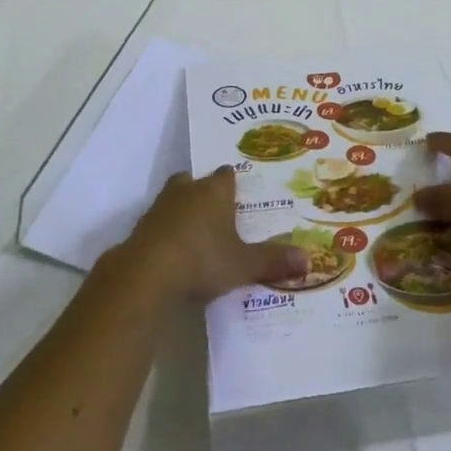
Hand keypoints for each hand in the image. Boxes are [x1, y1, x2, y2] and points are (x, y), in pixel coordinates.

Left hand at [119, 167, 307, 301]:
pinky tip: (176, 250)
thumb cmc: (201, 260)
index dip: (234, 182)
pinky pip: (159, 223)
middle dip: (204, 190)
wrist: (145, 275)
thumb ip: (273, 261)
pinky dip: (167, 232)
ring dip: (184, 210)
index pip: (227, 175)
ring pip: (174, 199)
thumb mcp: (243, 265)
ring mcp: (159, 208)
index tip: (241, 191)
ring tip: (198, 230)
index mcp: (214, 191)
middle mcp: (186, 191)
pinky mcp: (141, 229)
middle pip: (195, 181)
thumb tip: (309, 259)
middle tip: (219, 209)